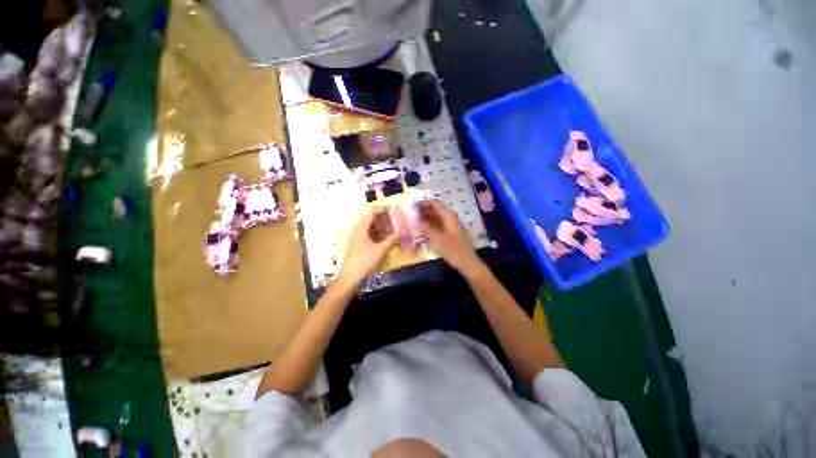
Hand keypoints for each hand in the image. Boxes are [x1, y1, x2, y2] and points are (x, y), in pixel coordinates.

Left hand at [339, 207, 397, 287]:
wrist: (350, 277)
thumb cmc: (364, 261)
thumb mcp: (380, 250)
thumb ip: (392, 240)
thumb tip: (403, 233)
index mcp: (361, 229)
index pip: (371, 213)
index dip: (382, 210)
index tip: (393, 209)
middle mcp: (358, 231)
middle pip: (371, 220)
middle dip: (384, 219)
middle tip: (395, 219)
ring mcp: (358, 238)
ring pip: (371, 228)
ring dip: (382, 227)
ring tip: (393, 228)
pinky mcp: (359, 245)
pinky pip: (370, 235)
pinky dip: (378, 235)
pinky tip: (387, 238)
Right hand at [419, 200, 484, 277]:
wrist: (467, 263)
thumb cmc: (452, 250)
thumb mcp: (436, 238)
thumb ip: (425, 227)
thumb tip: (415, 218)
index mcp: (448, 216)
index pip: (434, 203)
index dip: (423, 203)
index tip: (412, 206)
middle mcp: (451, 218)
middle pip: (436, 209)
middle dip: (424, 210)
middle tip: (411, 214)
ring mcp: (452, 225)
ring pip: (437, 217)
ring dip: (427, 218)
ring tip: (414, 221)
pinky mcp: (451, 233)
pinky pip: (439, 225)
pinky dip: (431, 225)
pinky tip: (423, 229)